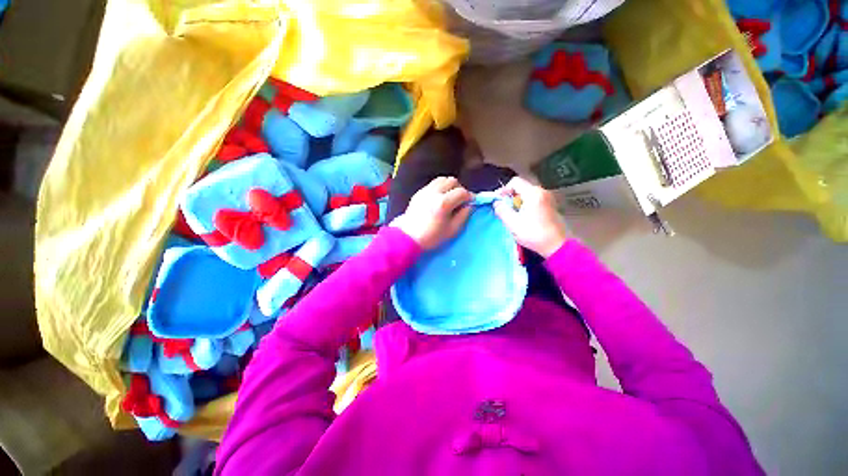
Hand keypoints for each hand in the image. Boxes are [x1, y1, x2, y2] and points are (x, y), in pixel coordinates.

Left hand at [391, 177, 472, 249]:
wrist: (408, 237)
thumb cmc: (432, 236)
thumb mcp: (452, 229)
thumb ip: (464, 215)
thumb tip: (470, 205)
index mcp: (443, 203)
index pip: (462, 192)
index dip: (469, 196)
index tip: (471, 202)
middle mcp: (434, 192)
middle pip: (452, 181)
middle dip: (459, 189)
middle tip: (460, 200)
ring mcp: (425, 191)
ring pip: (442, 179)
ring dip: (449, 186)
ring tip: (450, 198)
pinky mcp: (418, 193)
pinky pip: (432, 184)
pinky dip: (439, 188)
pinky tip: (439, 199)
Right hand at [493, 176, 568, 257]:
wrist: (555, 246)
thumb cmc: (532, 233)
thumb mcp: (512, 222)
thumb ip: (501, 209)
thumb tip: (496, 202)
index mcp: (533, 193)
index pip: (515, 182)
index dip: (504, 190)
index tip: (498, 202)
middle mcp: (542, 191)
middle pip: (521, 187)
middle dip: (510, 197)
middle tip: (504, 210)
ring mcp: (547, 198)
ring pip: (526, 194)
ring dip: (517, 202)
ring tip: (513, 215)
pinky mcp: (550, 206)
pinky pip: (533, 200)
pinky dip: (525, 205)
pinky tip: (523, 217)